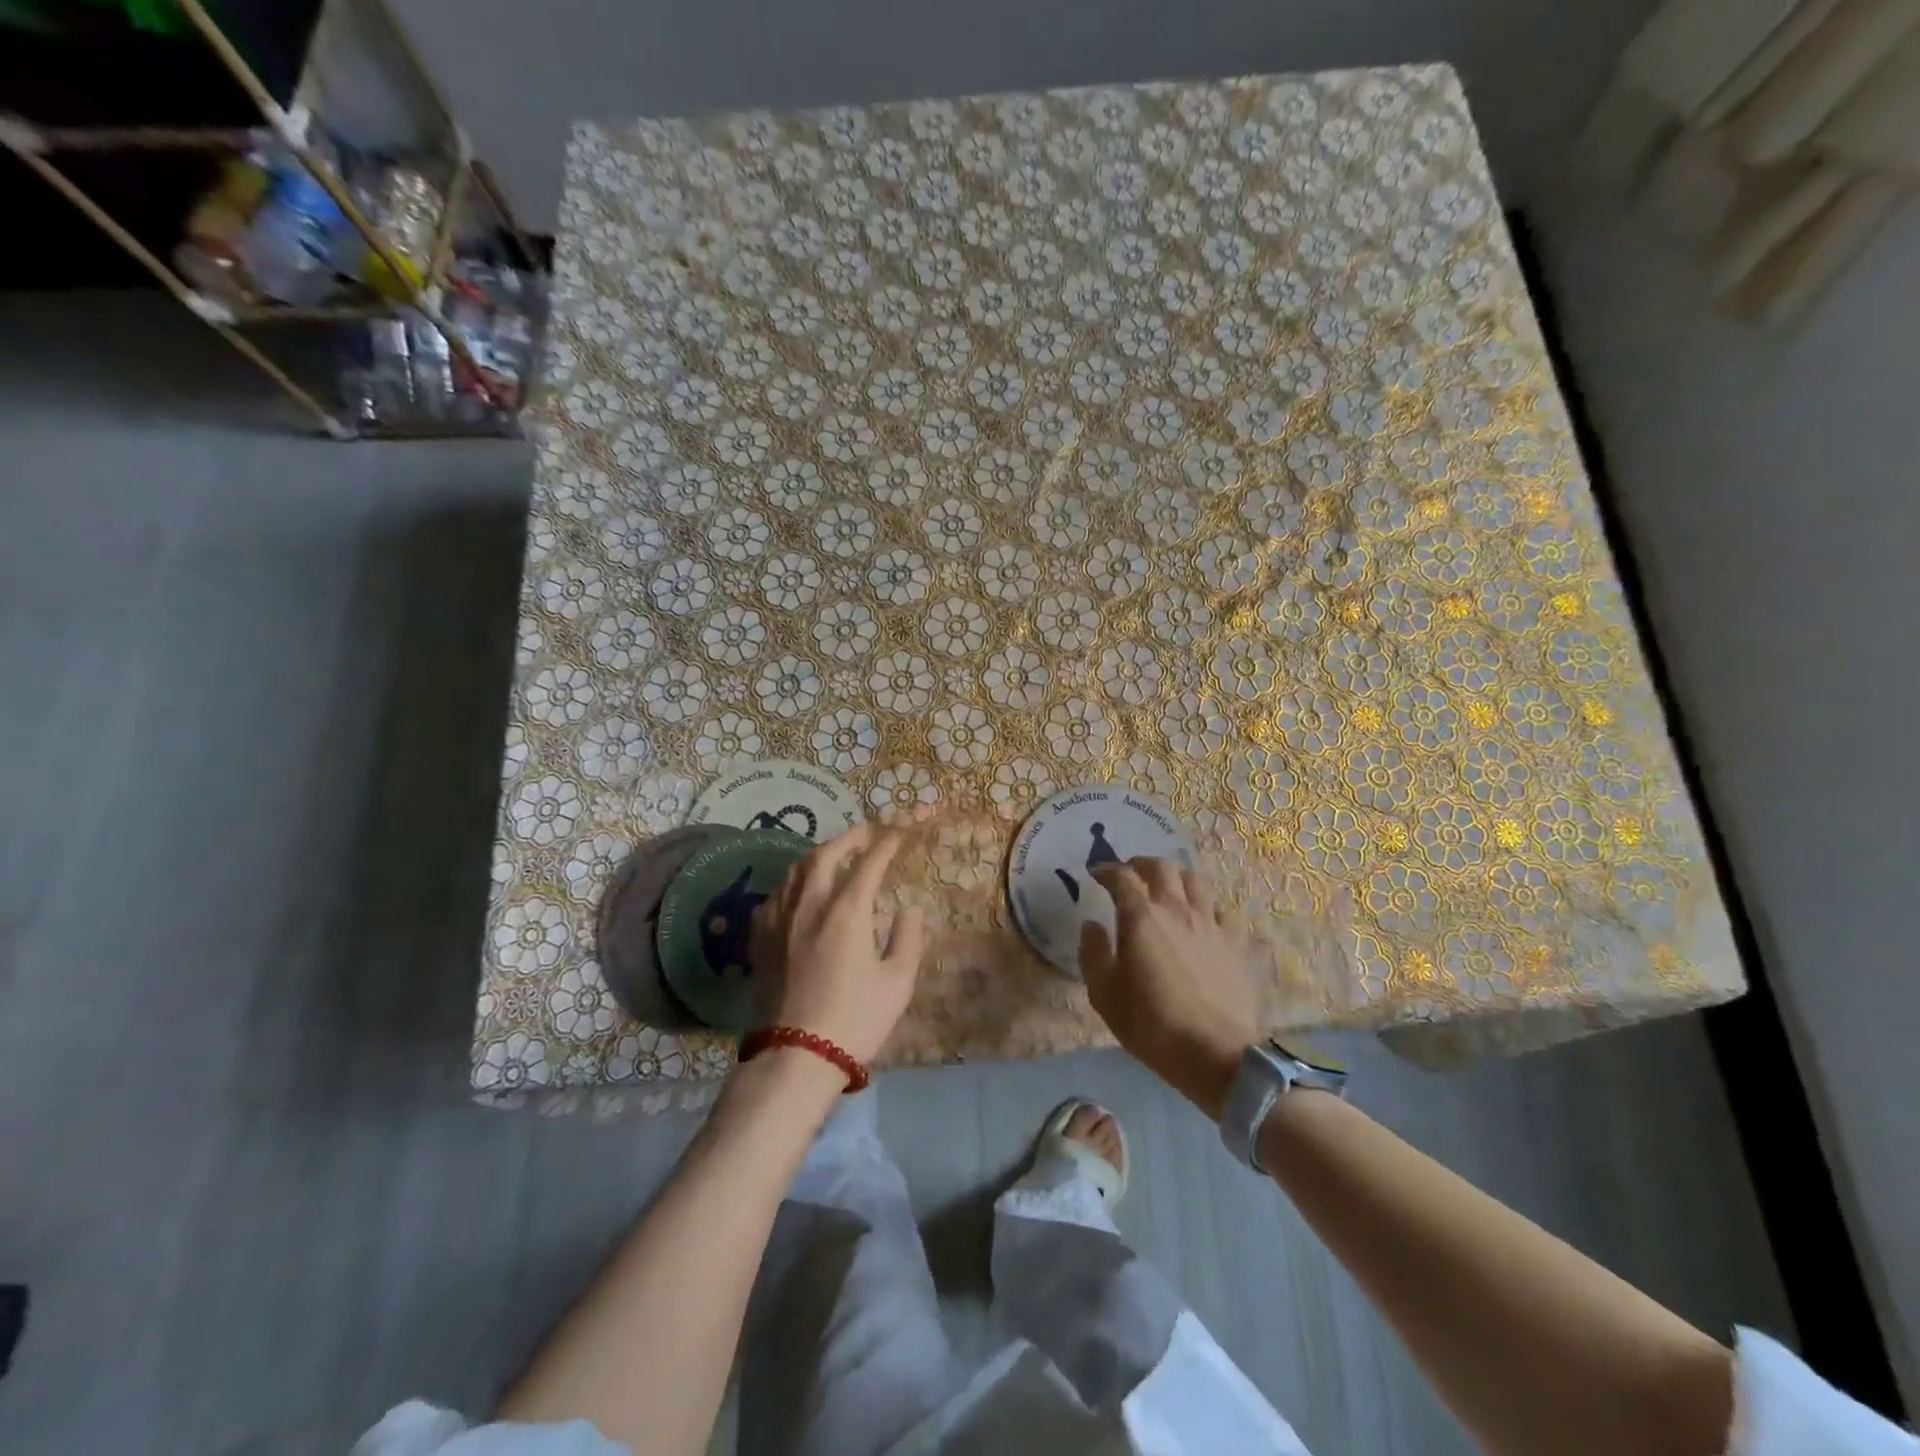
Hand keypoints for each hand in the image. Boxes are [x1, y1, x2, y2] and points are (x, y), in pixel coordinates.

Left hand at [749, 824, 927, 1065]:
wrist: (797, 1056)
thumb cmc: (856, 1019)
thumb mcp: (898, 982)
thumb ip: (908, 938)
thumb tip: (908, 909)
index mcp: (847, 911)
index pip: (869, 863)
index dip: (886, 844)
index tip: (898, 833)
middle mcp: (810, 904)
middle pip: (826, 855)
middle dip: (849, 838)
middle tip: (866, 833)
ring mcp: (781, 919)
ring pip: (796, 870)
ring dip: (819, 854)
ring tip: (834, 855)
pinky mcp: (762, 938)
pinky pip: (776, 895)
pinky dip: (793, 882)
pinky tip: (799, 891)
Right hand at [1080, 858, 1259, 1119]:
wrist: (1216, 1053)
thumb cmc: (1151, 1023)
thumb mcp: (1104, 993)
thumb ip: (1092, 953)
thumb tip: (1092, 925)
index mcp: (1141, 916)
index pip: (1122, 877)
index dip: (1107, 870)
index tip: (1097, 874)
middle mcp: (1177, 909)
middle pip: (1162, 867)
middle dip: (1141, 864)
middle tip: (1130, 874)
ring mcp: (1210, 923)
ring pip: (1194, 881)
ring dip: (1175, 878)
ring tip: (1166, 888)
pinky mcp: (1234, 942)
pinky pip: (1220, 910)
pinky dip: (1205, 906)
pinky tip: (1200, 918)